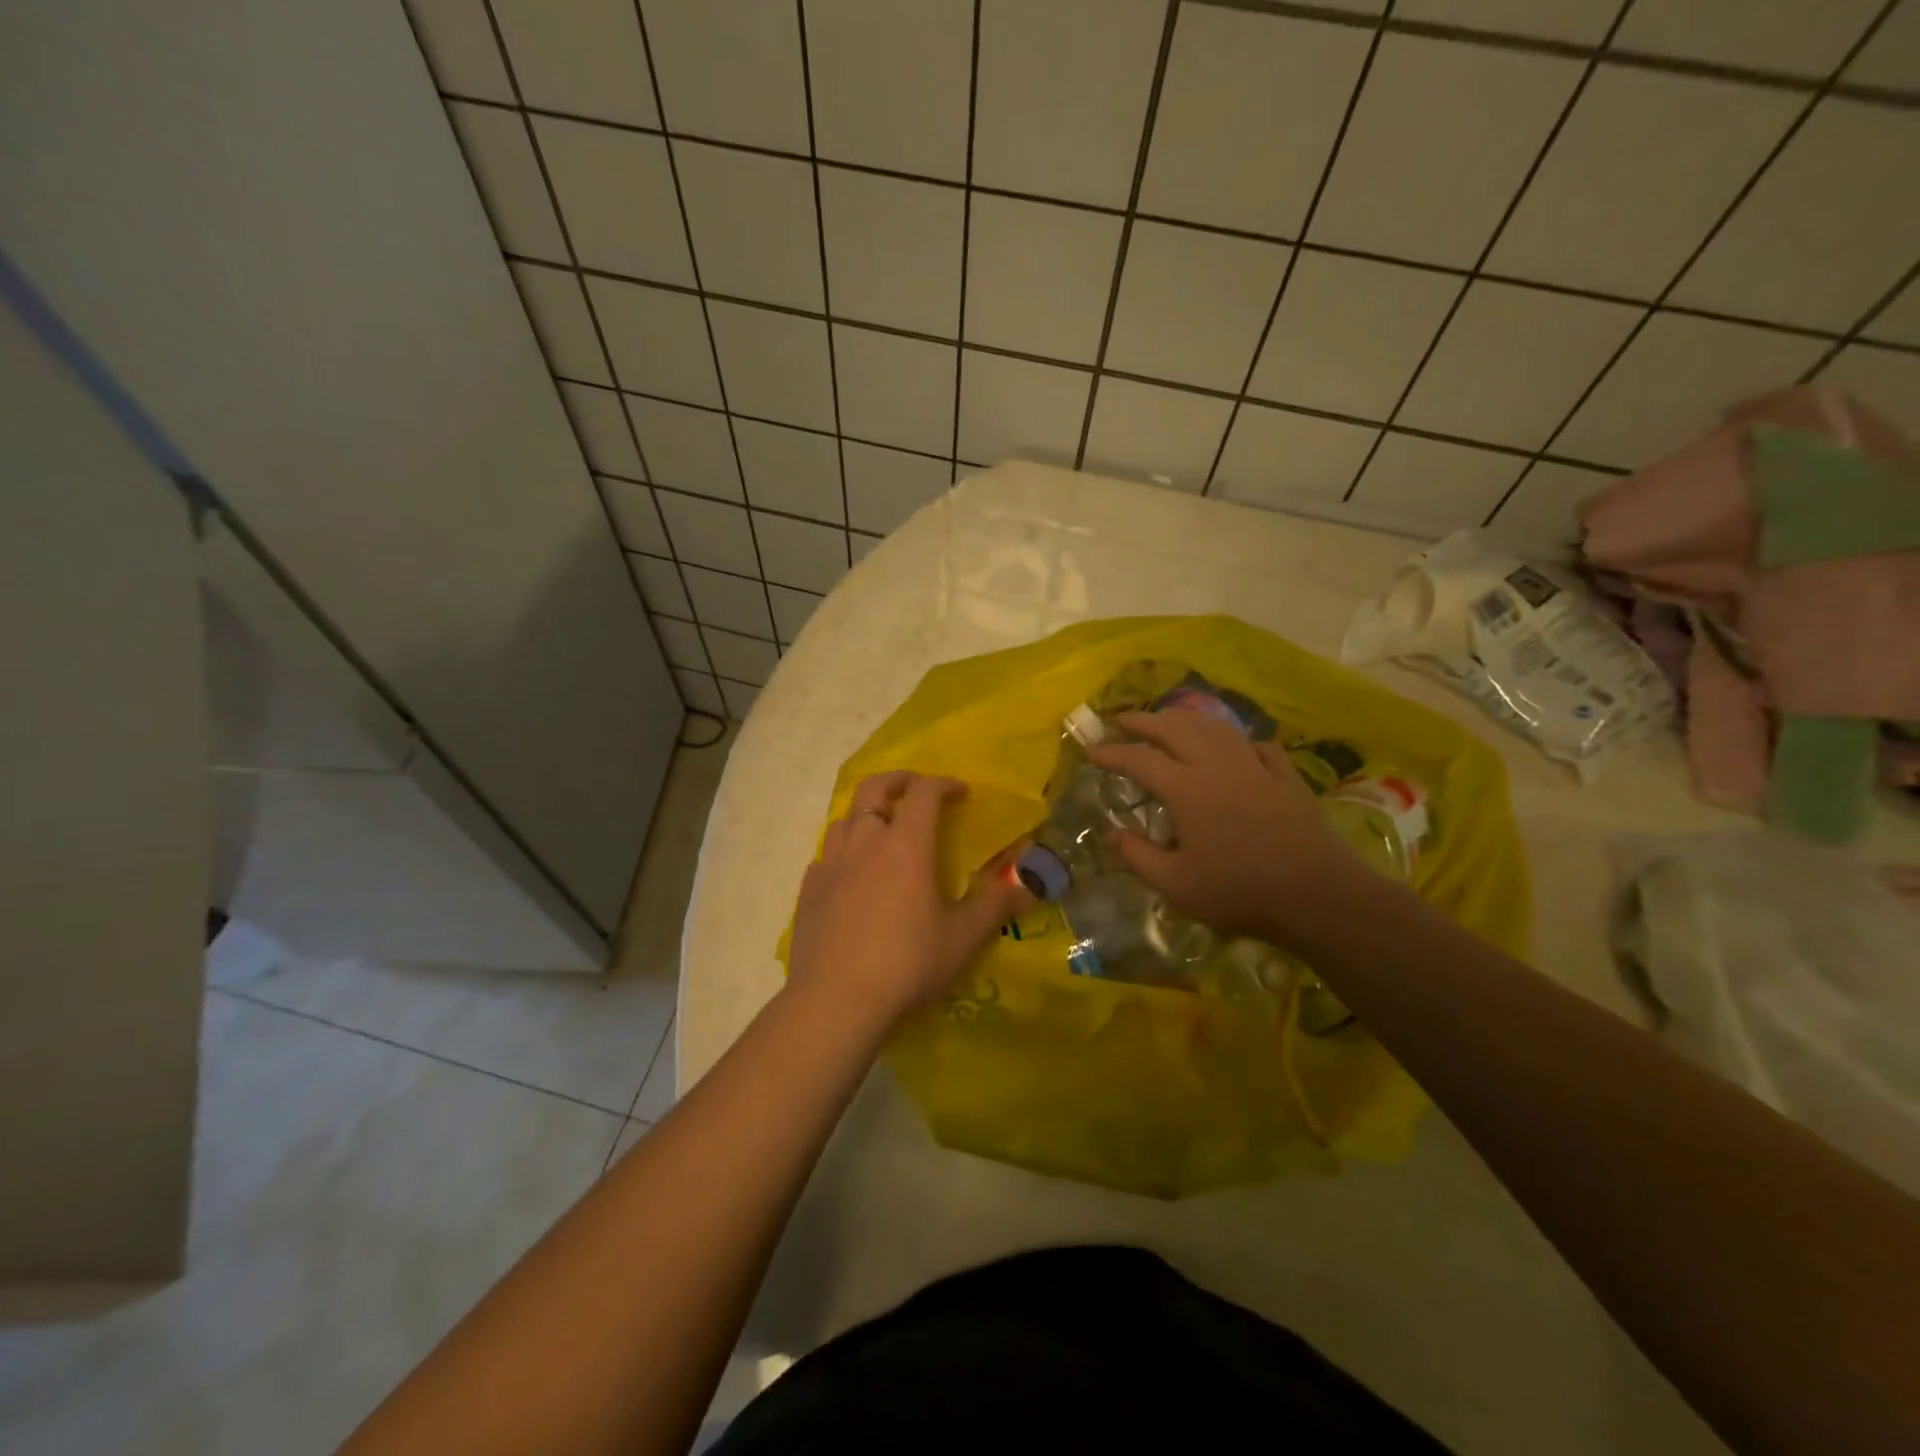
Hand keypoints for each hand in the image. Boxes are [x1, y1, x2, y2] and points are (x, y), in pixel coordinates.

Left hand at [787, 771, 1029, 1033]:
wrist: (835, 1002)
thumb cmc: (907, 963)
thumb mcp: (963, 938)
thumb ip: (994, 906)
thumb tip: (1025, 887)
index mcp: (905, 845)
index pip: (923, 793)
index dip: (943, 784)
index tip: (960, 792)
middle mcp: (864, 842)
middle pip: (874, 789)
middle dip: (898, 780)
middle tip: (917, 789)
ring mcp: (830, 864)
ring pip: (845, 817)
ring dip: (868, 812)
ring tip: (884, 828)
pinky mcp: (809, 889)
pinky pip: (827, 853)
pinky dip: (845, 849)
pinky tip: (853, 872)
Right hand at [1087, 708, 1369, 946]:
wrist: (1317, 896)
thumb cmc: (1240, 893)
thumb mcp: (1176, 886)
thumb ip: (1138, 856)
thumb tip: (1112, 833)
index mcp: (1186, 789)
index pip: (1139, 759)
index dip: (1112, 752)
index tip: (1091, 751)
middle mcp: (1217, 766)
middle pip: (1175, 728)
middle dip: (1144, 720)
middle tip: (1122, 721)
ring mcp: (1255, 767)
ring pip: (1215, 728)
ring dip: (1185, 719)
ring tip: (1168, 720)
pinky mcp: (1285, 777)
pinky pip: (1257, 746)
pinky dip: (1237, 740)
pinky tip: (1235, 746)